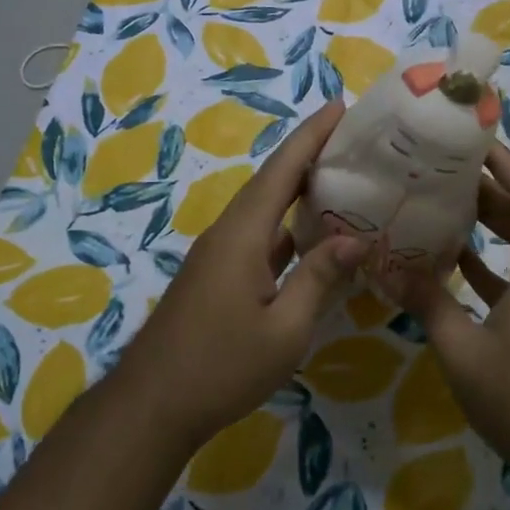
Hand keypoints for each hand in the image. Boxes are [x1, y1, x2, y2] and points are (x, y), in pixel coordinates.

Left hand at [115, 100, 370, 454]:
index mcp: (243, 235)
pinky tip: (312, 236)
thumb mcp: (284, 330)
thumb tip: (356, 239)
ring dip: (297, 189)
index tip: (339, 105)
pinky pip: (258, 235)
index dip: (311, 135)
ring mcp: (218, 254)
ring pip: (263, 209)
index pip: (282, 170)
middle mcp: (228, 232)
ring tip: (340, 177)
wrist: (153, 404)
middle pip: (271, 181)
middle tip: (351, 137)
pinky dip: (286, 226)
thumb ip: (319, 279)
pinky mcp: (216, 275)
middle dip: (308, 153)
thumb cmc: (221, 367)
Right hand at [386, 144, 509, 490]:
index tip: (467, 141)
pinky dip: (487, 261)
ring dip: (487, 221)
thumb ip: (428, 303)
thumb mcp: (465, 352)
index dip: (506, 161)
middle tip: (438, 168)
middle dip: (487, 184)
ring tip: (438, 202)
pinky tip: (450, 261)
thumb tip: (385, 266)